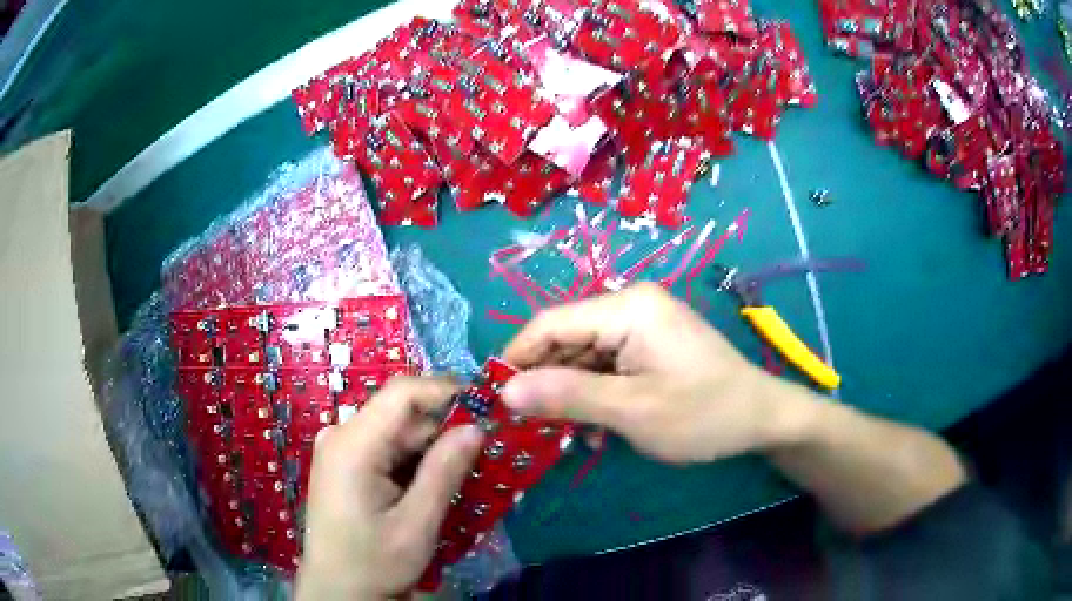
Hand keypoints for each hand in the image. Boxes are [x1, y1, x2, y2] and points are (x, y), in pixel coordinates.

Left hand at [295, 377, 483, 599]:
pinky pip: (384, 447)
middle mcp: (340, 435)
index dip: (445, 391)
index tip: (485, 407)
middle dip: (442, 428)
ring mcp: (339, 449)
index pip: (401, 393)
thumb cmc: (374, 563)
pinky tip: (429, 486)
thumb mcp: (416, 524)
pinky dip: (412, 460)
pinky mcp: (343, 463)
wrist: (338, 591)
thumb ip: (444, 472)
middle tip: (482, 452)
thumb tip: (475, 427)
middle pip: (400, 413)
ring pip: (395, 431)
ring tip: (461, 473)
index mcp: (352, 445)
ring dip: (430, 448)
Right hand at [501, 283, 814, 463]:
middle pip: (566, 339)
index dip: (517, 359)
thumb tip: (505, 392)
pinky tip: (598, 427)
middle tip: (533, 427)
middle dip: (547, 382)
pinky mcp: (650, 343)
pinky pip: (607, 364)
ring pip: (584, 355)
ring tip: (570, 434)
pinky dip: (596, 393)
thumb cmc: (703, 414)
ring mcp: (642, 324)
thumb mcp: (632, 411)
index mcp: (627, 307)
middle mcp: (631, 305)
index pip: (550, 323)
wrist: (761, 418)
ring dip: (572, 393)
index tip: (495, 399)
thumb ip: (567, 396)